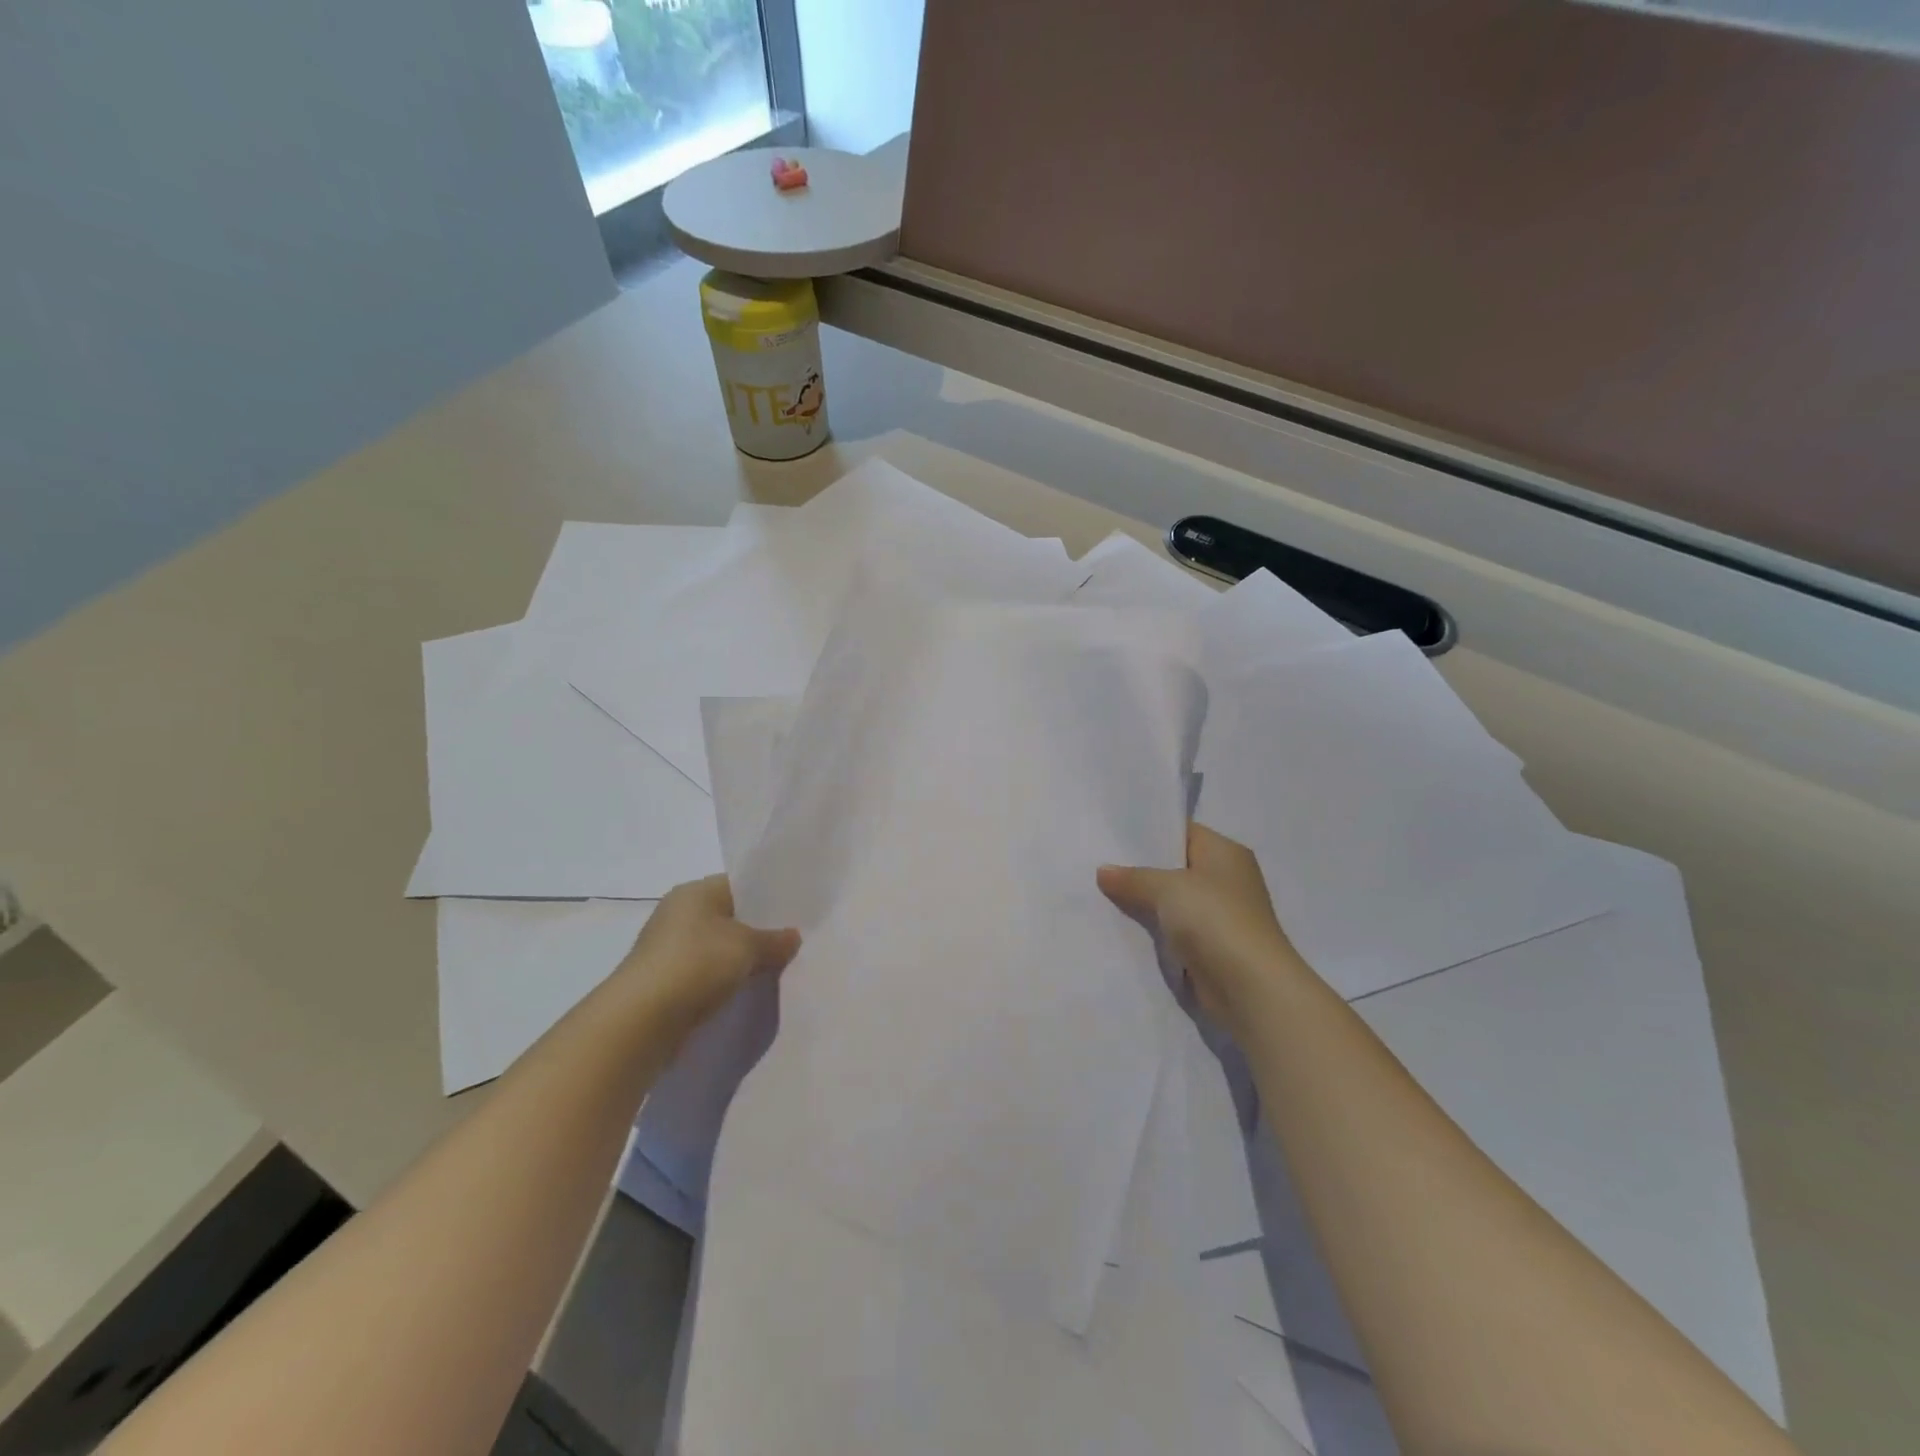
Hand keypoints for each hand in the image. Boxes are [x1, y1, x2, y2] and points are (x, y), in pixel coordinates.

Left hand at [615, 875, 800, 1035]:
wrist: (642, 1021)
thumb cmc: (696, 964)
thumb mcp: (747, 946)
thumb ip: (774, 940)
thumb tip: (793, 937)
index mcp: (694, 892)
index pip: (738, 885)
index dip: (768, 896)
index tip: (795, 912)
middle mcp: (678, 914)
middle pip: (728, 916)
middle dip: (757, 930)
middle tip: (792, 941)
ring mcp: (668, 949)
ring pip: (717, 947)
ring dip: (740, 958)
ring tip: (776, 968)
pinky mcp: (665, 982)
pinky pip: (705, 973)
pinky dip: (724, 980)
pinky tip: (746, 989)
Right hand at [1098, 823, 1308, 1032]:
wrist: (1249, 986)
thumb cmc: (1214, 919)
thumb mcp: (1167, 888)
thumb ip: (1134, 878)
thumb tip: (1103, 871)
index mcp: (1225, 852)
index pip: (1183, 832)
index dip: (1150, 833)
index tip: (1112, 837)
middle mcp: (1227, 879)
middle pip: (1176, 867)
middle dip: (1140, 870)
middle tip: (1099, 864)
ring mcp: (1221, 915)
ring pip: (1172, 901)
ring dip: (1145, 903)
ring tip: (1100, 894)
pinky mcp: (1212, 946)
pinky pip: (1174, 930)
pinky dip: (1154, 930)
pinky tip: (1121, 926)